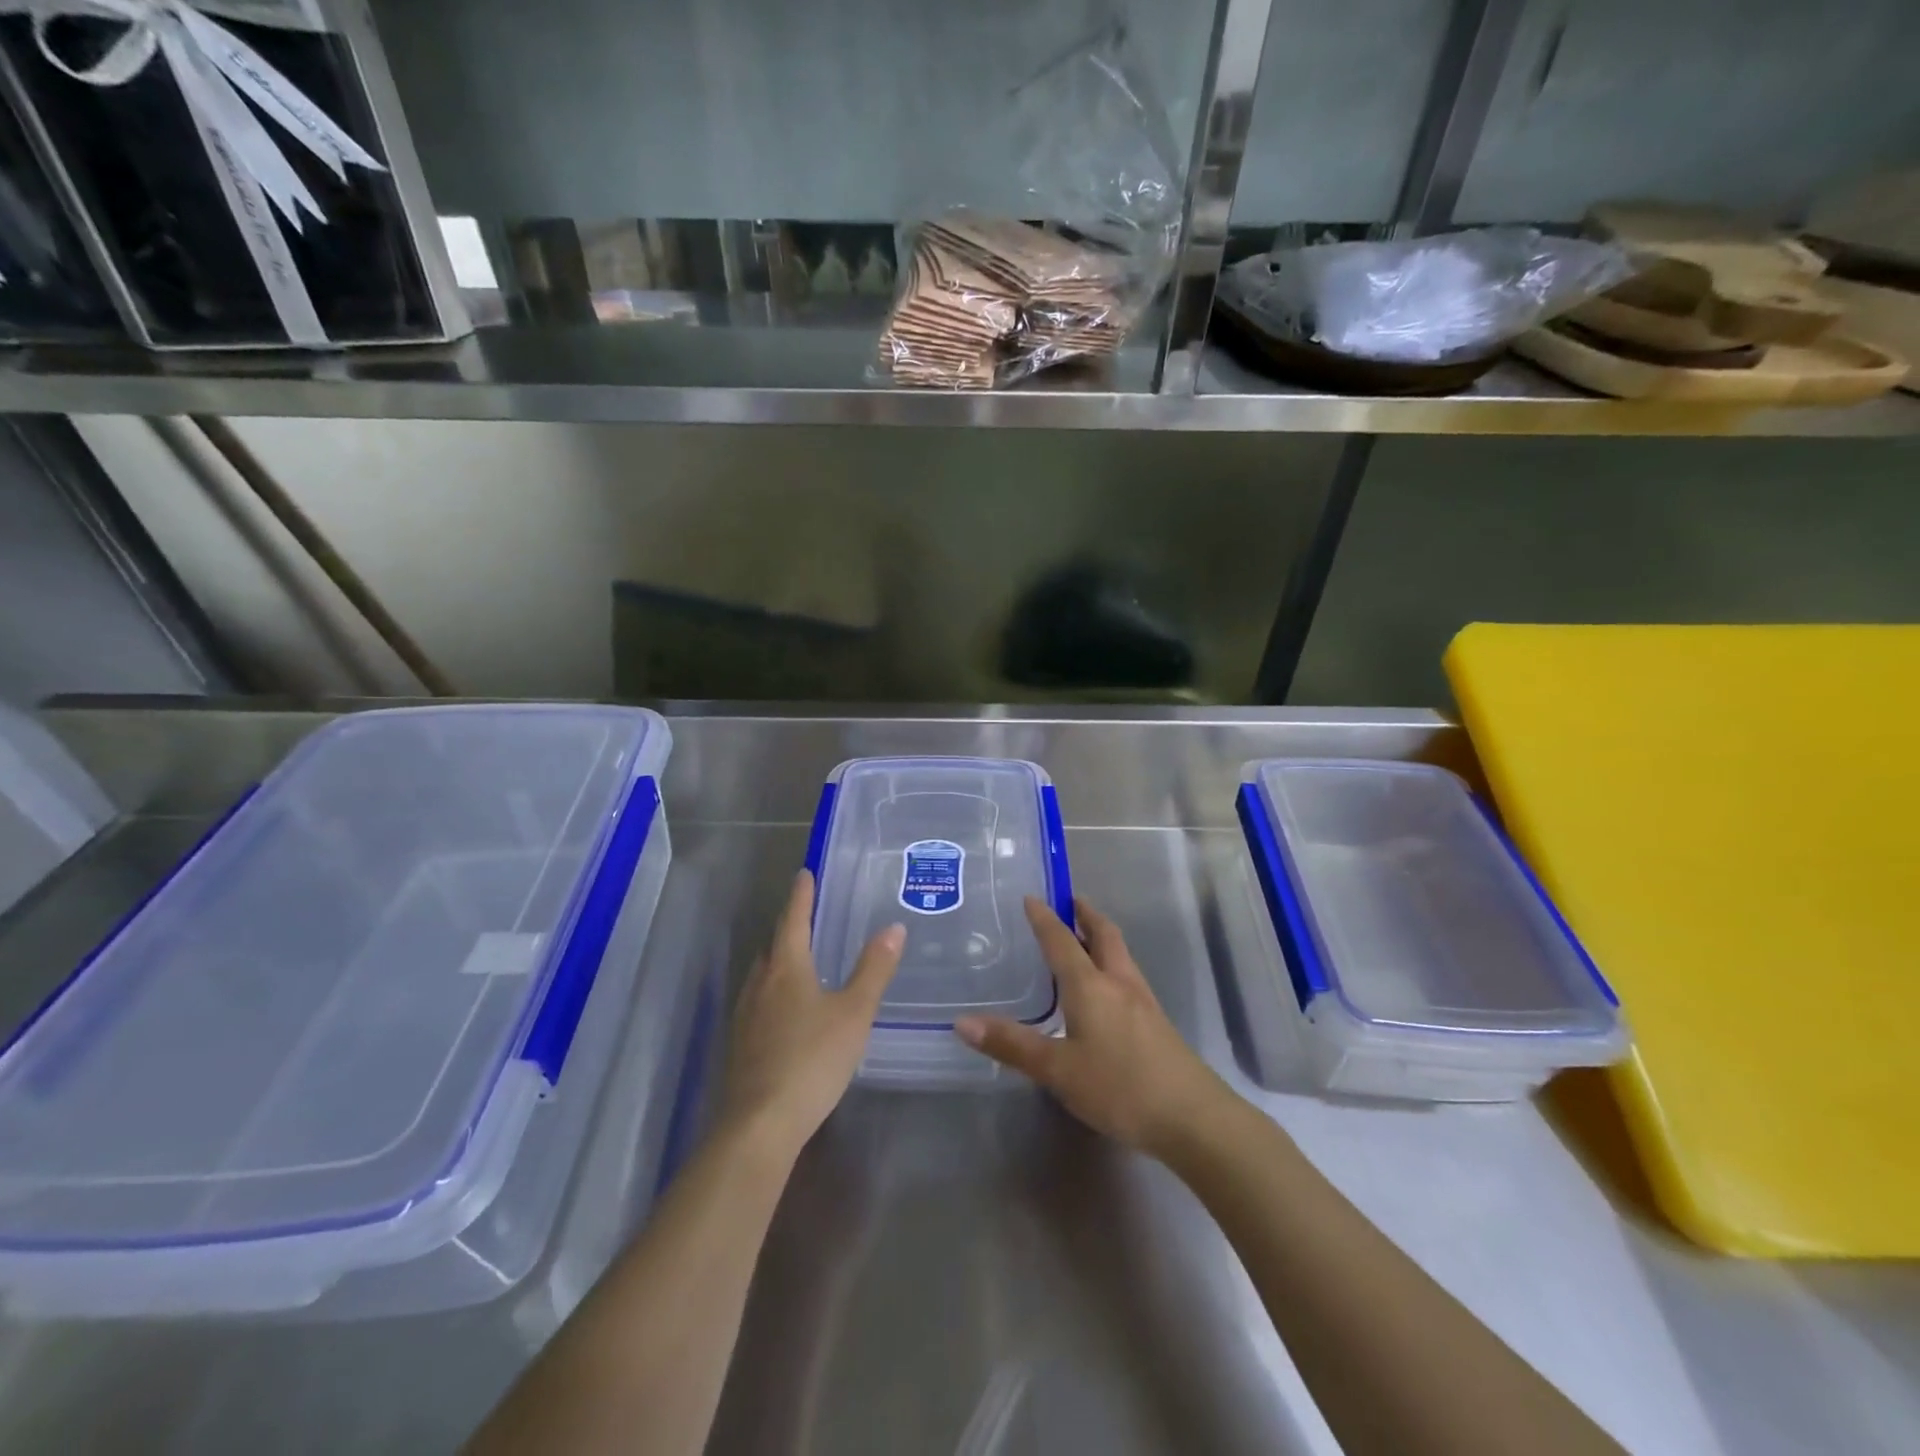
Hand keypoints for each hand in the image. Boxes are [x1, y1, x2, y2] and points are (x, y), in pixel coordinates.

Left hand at [717, 871, 902, 1158]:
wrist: (760, 1124)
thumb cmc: (812, 1059)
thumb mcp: (854, 1012)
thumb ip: (874, 970)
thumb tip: (893, 927)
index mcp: (786, 968)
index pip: (793, 920)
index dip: (801, 896)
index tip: (804, 873)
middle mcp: (760, 985)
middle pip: (773, 947)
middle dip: (789, 930)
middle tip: (807, 918)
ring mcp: (745, 1017)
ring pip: (762, 977)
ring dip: (778, 962)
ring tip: (799, 962)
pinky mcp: (740, 1046)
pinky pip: (758, 1005)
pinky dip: (773, 995)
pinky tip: (786, 1014)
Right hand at [955, 897, 1235, 1160]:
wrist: (1193, 1117)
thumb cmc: (1119, 1087)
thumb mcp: (1058, 1070)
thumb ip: (1012, 1045)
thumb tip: (962, 1022)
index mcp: (1090, 985)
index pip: (1062, 940)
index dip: (1045, 918)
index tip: (1032, 897)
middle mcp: (1118, 982)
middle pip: (1103, 934)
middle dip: (1084, 914)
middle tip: (1068, 901)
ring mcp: (1142, 1001)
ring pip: (1119, 954)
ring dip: (1100, 937)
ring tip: (1082, 938)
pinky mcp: (1156, 1022)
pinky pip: (1127, 976)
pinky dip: (1110, 963)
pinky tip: (1104, 988)